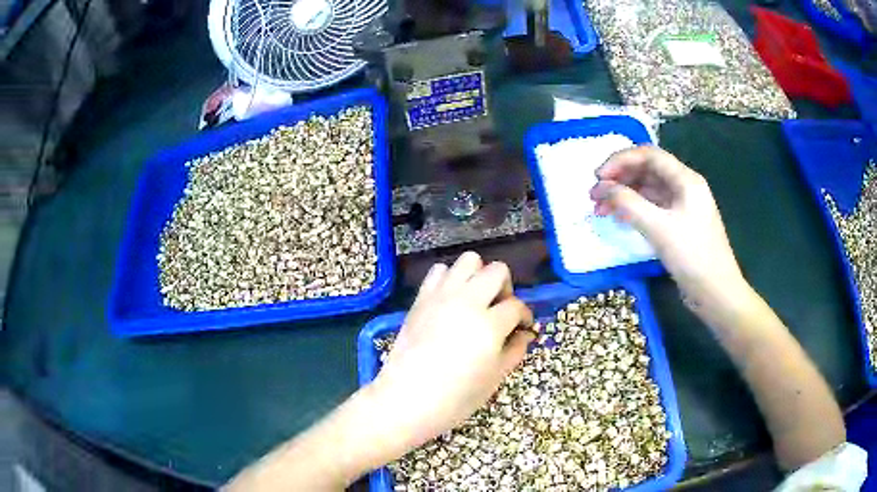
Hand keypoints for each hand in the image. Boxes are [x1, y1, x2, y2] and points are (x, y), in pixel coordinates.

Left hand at [371, 252, 535, 450]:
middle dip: (505, 288)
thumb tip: (525, 334)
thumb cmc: (455, 398)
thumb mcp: (494, 379)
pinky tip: (451, 301)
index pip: (516, 306)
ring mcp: (441, 296)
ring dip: (478, 276)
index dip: (525, 316)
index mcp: (489, 325)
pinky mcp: (421, 298)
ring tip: (476, 300)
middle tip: (499, 310)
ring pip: (468, 260)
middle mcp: (467, 301)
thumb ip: (514, 350)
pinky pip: (439, 271)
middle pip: (496, 270)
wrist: (406, 399)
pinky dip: (450, 279)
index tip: (523, 327)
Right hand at [589, 146, 745, 306]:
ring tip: (601, 210)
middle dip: (619, 179)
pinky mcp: (679, 224)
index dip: (620, 160)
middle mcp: (684, 187)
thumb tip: (602, 188)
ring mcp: (682, 206)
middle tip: (595, 196)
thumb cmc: (692, 257)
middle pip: (647, 170)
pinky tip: (619, 219)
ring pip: (648, 190)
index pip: (648, 155)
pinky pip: (653, 208)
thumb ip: (628, 203)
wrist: (716, 293)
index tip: (597, 177)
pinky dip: (634, 210)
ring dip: (624, 195)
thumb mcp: (659, 228)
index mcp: (685, 179)